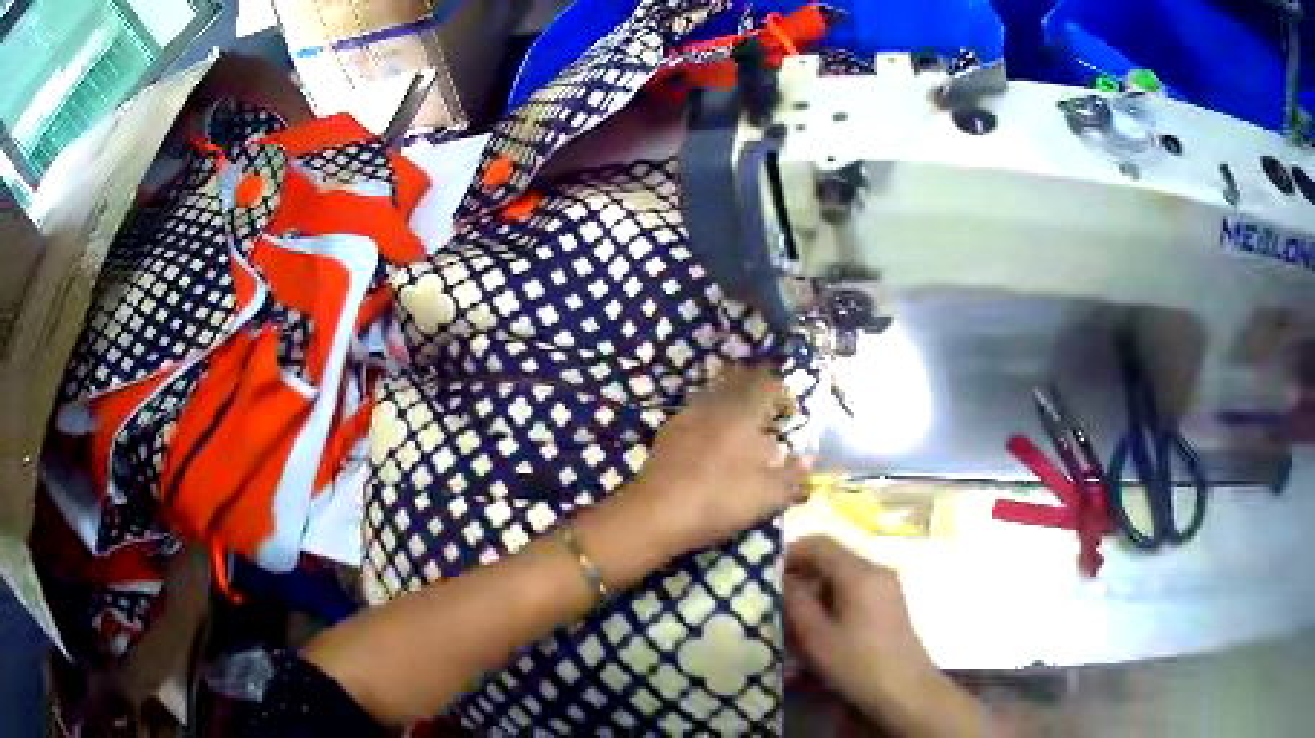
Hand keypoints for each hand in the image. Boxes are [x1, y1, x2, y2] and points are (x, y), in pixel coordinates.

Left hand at [633, 365, 809, 553]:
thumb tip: (810, 459)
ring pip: (713, 397)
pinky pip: (694, 415)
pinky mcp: (666, 435)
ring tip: (740, 425)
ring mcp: (686, 418)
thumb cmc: (719, 501)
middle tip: (766, 405)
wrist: (657, 513)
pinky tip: (708, 440)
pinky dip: (708, 419)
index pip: (766, 385)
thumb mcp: (768, 495)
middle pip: (736, 383)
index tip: (790, 408)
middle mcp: (714, 407)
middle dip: (753, 388)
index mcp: (742, 415)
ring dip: (729, 402)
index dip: (781, 391)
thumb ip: (793, 475)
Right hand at [784, 537, 995, 736]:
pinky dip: (831, 601)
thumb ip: (795, 601)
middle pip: (832, 559)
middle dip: (800, 574)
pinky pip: (854, 591)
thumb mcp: (816, 636)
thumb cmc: (858, 664)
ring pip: (842, 577)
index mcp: (860, 572)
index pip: (819, 543)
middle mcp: (876, 571)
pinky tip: (817, 629)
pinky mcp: (889, 605)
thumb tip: (780, 579)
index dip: (789, 552)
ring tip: (791, 618)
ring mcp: (886, 588)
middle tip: (774, 599)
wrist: (906, 691)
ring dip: (814, 590)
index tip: (763, 573)